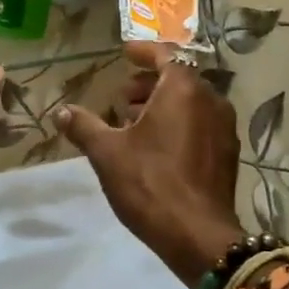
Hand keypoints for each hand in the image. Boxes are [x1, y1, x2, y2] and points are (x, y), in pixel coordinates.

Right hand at [57, 43, 244, 284]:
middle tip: (121, 98)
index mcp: (183, 90)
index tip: (124, 54)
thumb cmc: (150, 184)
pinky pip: (201, 124)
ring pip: (191, 103)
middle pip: (178, 78)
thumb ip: (84, 126)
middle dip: (147, 84)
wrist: (199, 237)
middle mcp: (211, 100)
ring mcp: (224, 128)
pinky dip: (178, 123)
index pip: (165, 54)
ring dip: (162, 105)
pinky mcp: (228, 154)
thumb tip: (61, 111)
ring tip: (132, 124)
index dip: (143, 52)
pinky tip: (155, 148)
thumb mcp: (107, 153)